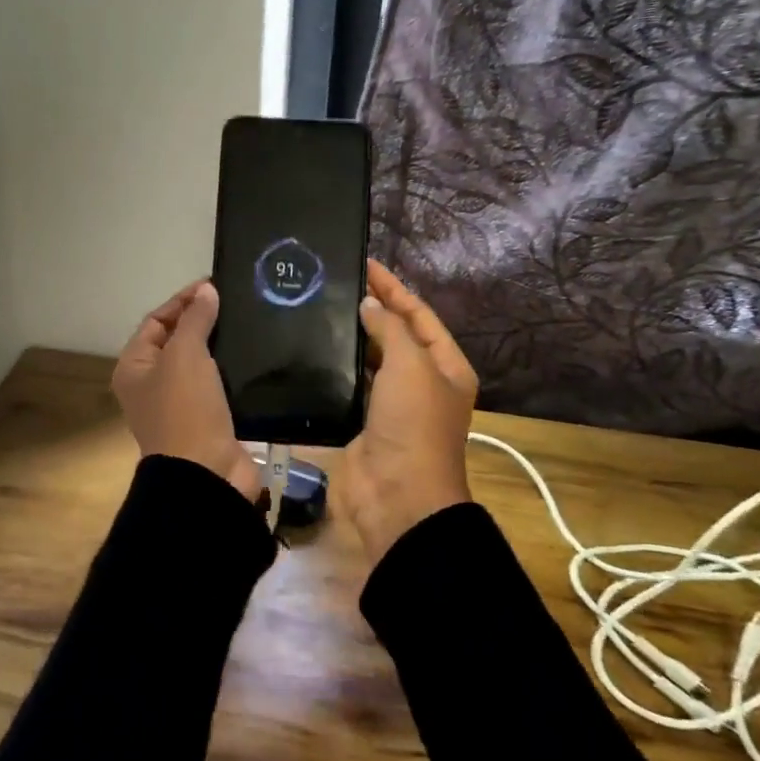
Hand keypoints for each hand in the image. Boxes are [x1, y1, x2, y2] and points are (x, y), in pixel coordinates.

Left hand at [111, 281, 258, 500]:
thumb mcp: (185, 355)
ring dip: (221, 346)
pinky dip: (234, 371)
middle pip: (177, 341)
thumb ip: (195, 320)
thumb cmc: (185, 408)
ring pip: (201, 364)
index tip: (214, 285)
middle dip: (203, 321)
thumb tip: (206, 291)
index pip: (156, 321)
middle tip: (235, 302)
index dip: (182, 301)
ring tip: (249, 323)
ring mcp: (181, 404)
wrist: (205, 473)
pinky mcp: (208, 420)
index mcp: (134, 367)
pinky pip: (219, 386)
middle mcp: (152, 384)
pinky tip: (255, 357)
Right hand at [334, 260, 477, 563]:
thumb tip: (369, 306)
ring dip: (352, 338)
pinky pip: (349, 386)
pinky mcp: (362, 423)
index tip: (365, 265)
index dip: (394, 289)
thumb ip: (391, 328)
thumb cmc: (413, 424)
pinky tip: (312, 349)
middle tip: (336, 284)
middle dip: (372, 310)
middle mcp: (422, 383)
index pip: (420, 315)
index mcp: (446, 367)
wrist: (397, 495)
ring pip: (371, 360)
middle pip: (396, 336)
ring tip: (320, 308)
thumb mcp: (412, 365)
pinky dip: (335, 368)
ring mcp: (391, 405)